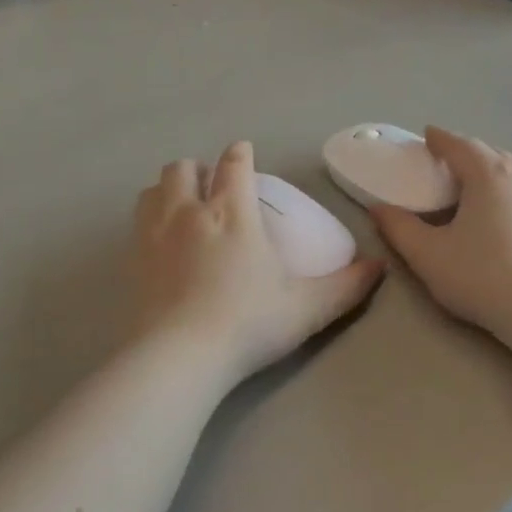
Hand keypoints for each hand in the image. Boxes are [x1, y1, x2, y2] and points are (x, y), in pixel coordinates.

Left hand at [130, 143, 382, 387]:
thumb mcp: (307, 308)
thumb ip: (346, 286)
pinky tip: (163, 240)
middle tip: (214, 189)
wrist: (179, 357)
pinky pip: (137, 219)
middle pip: (183, 168)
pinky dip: (150, 216)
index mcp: (232, 212)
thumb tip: (378, 266)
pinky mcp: (132, 260)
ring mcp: (154, 234)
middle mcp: (189, 212)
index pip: (234, 165)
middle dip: (199, 170)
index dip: (241, 154)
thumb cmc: (248, 324)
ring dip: (170, 189)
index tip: (245, 156)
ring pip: (154, 188)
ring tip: (185, 207)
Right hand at [370, 128, 511, 342]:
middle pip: (489, 154)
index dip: (439, 139)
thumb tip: (378, 209)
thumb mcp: (428, 255)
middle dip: (466, 155)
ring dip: (491, 174)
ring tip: (475, 191)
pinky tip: (505, 219)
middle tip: (446, 166)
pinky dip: (511, 196)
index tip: (427, 137)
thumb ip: (399, 228)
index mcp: (487, 174)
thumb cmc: (481, 276)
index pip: (459, 144)